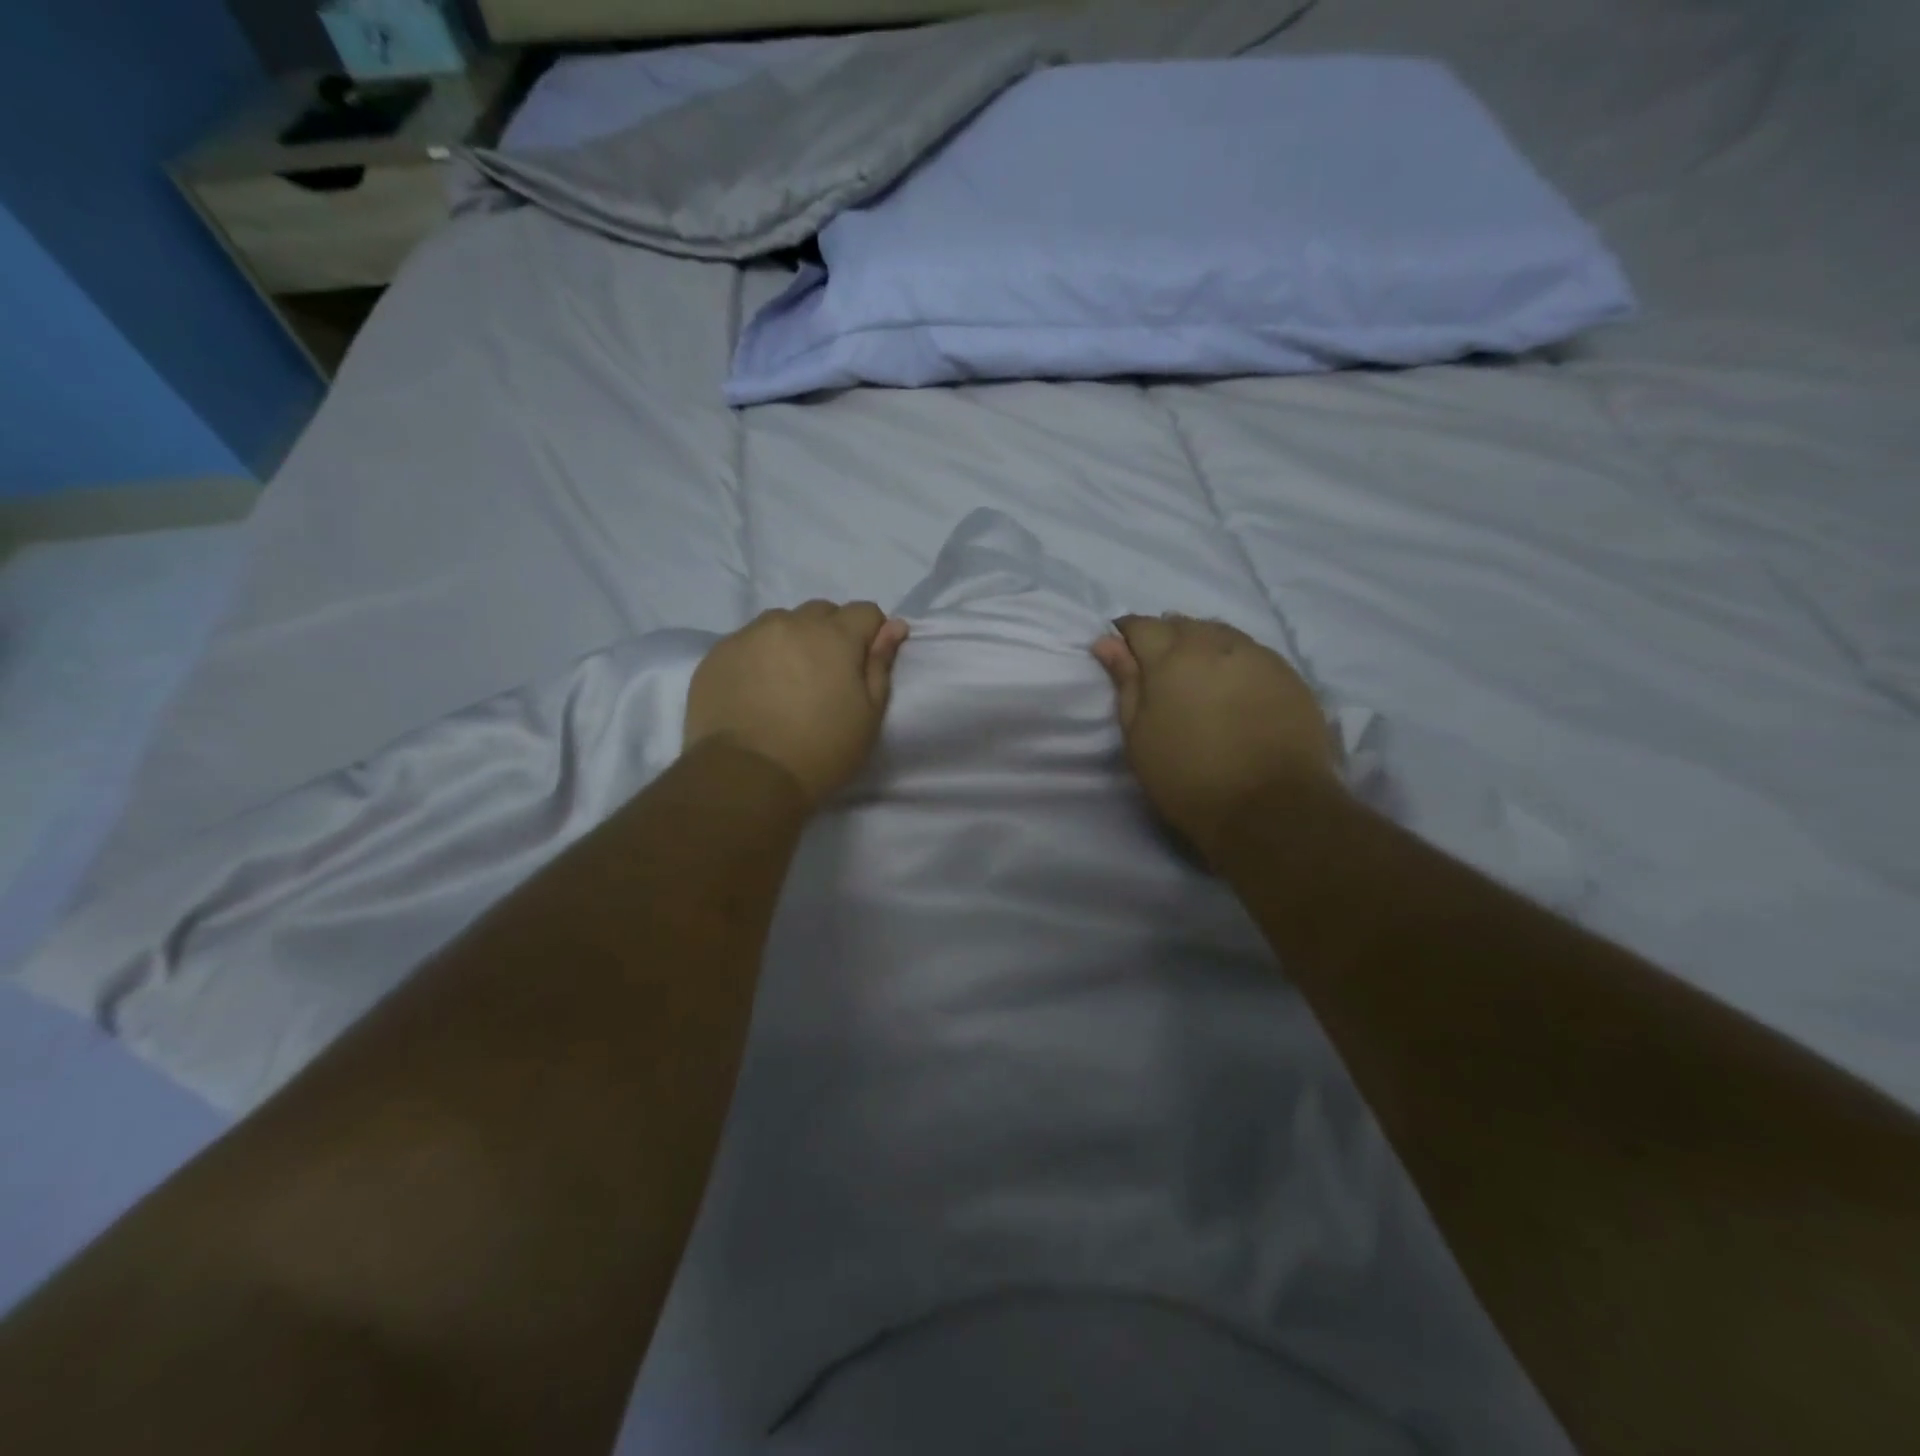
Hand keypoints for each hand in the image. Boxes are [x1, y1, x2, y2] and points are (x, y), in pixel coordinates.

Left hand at [685, 602, 908, 806]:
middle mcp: (791, 623)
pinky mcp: (717, 654)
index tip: (863, 666)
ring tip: (786, 682)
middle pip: (821, 612)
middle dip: (830, 634)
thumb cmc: (821, 751)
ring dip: (792, 640)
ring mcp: (749, 635)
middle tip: (826, 677)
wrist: (746, 776)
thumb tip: (893, 626)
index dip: (871, 634)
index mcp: (835, 636)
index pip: (865, 611)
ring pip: (781, 622)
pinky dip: (758, 657)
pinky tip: (755, 691)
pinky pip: (747, 642)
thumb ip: (881, 665)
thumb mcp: (868, 715)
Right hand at [1092, 614, 1336, 861]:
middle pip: (1183, 625)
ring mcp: (1257, 656)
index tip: (1121, 653)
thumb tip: (1106, 642)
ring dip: (1201, 644)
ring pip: (1220, 633)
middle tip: (1157, 669)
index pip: (1141, 626)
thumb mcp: (1140, 736)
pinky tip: (1232, 684)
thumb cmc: (1188, 777)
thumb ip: (1125, 683)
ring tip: (1195, 672)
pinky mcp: (1289, 674)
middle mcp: (1215, 644)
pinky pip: (1251, 652)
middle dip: (1165, 637)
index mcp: (1171, 657)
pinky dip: (1233, 659)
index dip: (1126, 635)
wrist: (1271, 807)